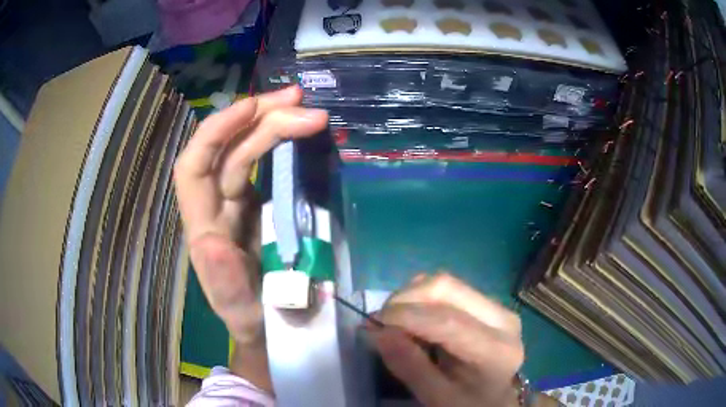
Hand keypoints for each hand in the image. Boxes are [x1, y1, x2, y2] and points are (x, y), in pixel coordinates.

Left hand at [174, 86, 327, 344]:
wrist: (269, 323)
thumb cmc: (251, 317)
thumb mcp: (238, 310)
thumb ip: (223, 283)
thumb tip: (210, 244)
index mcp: (204, 226)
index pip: (194, 166)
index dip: (216, 131)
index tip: (253, 109)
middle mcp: (216, 203)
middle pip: (229, 148)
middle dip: (261, 119)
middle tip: (303, 103)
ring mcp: (238, 199)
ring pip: (248, 149)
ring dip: (276, 123)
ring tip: (311, 111)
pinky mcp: (260, 201)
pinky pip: (266, 162)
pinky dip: (284, 141)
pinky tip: (303, 131)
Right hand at [369, 273, 524, 406]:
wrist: (495, 400)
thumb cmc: (468, 404)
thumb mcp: (437, 397)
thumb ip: (409, 366)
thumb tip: (377, 332)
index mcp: (496, 350)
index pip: (448, 322)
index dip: (407, 317)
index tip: (374, 323)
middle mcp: (502, 318)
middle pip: (448, 289)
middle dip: (406, 298)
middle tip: (381, 320)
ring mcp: (497, 306)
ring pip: (446, 283)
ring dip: (412, 295)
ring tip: (395, 320)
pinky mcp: (488, 303)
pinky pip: (449, 288)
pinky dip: (422, 297)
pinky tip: (414, 318)